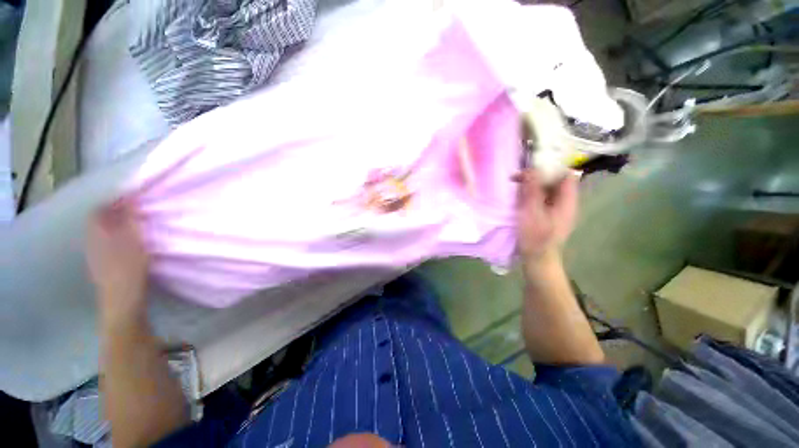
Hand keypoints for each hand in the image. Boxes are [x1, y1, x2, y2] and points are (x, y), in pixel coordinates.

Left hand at [86, 200, 149, 321]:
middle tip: (135, 211)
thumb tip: (129, 199)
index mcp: (97, 234)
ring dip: (116, 226)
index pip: (99, 210)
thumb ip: (129, 220)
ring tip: (134, 225)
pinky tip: (128, 243)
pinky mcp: (101, 265)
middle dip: (115, 213)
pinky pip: (105, 244)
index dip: (114, 201)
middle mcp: (92, 241)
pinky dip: (116, 238)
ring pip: (102, 233)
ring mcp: (95, 254)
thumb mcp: (133, 241)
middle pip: (99, 221)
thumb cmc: (129, 270)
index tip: (133, 198)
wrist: (121, 301)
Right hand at [512, 169, 578, 262]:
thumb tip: (531, 169)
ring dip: (531, 185)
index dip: (551, 166)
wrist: (537, 260)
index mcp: (567, 201)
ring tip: (514, 185)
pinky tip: (518, 197)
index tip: (530, 165)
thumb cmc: (535, 238)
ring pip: (546, 189)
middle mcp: (564, 202)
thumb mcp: (531, 213)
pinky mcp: (547, 215)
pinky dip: (530, 194)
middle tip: (516, 177)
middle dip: (536, 175)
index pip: (565, 174)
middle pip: (555, 181)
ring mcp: (555, 209)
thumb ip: (532, 191)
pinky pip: (540, 198)